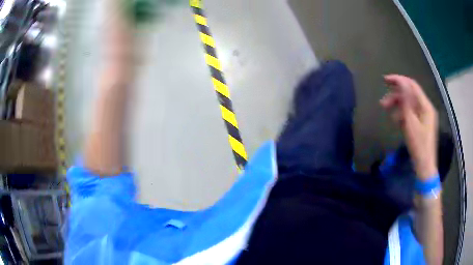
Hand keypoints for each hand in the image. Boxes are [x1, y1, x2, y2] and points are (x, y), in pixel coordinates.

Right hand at [380, 75, 437, 180]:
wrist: (424, 166)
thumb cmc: (419, 145)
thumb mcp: (411, 122)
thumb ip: (406, 101)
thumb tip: (400, 82)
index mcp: (426, 106)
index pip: (412, 86)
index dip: (399, 80)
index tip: (385, 80)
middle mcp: (425, 108)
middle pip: (410, 95)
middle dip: (396, 96)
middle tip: (383, 102)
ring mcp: (423, 117)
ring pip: (409, 105)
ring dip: (397, 105)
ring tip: (386, 111)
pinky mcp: (420, 124)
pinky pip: (410, 114)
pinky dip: (402, 114)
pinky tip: (395, 120)